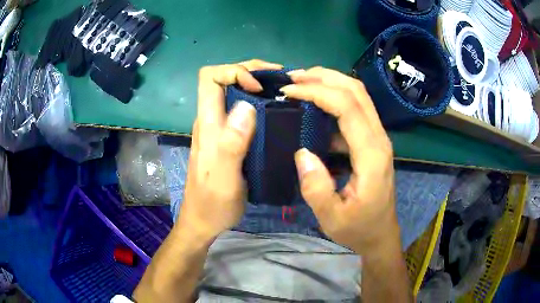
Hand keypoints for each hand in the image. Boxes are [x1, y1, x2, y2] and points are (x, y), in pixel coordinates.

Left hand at [177, 59, 282, 239]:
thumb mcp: (225, 179)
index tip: (259, 86)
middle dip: (251, 71)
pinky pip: (239, 109)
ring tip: (282, 90)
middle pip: (222, 80)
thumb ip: (232, 144)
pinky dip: (257, 102)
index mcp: (208, 125)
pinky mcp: (225, 139)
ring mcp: (217, 129)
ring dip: (256, 84)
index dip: (234, 72)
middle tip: (281, 79)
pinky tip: (274, 110)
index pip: (210, 78)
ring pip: (232, 93)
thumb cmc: (213, 204)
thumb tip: (246, 106)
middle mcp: (210, 121)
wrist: (203, 221)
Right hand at [280, 67, 398, 254]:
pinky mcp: (372, 141)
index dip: (317, 92)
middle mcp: (379, 138)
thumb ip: (316, 188)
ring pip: (358, 95)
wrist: (381, 235)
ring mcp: (378, 138)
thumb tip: (301, 152)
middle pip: (356, 91)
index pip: (347, 107)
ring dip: (330, 82)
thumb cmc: (358, 229)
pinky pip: (355, 109)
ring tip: (302, 83)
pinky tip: (314, 105)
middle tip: (294, 77)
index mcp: (371, 154)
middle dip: (324, 77)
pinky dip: (334, 98)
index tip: (289, 92)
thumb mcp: (332, 218)